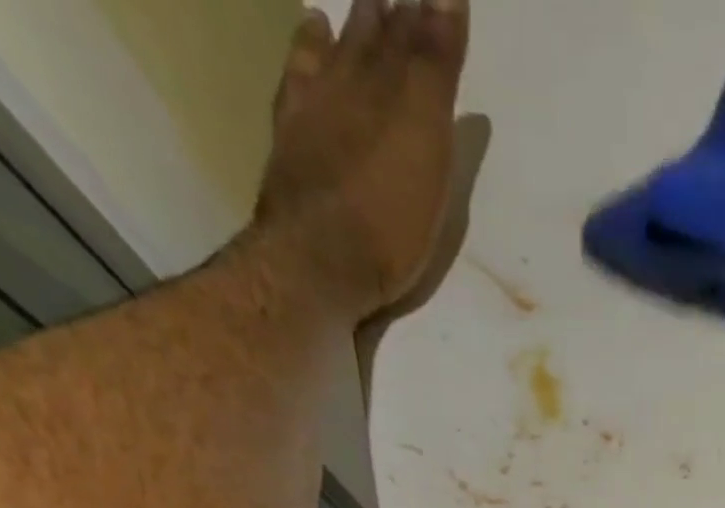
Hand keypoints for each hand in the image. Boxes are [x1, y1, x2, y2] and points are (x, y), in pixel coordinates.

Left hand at [254, 0, 468, 320]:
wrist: (317, 264)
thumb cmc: (387, 217)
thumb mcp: (424, 142)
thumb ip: (433, 69)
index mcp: (391, 93)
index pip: (415, 39)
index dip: (431, 14)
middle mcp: (349, 89)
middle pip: (374, 41)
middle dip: (393, 14)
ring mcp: (315, 114)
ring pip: (336, 55)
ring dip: (352, 29)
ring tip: (360, 5)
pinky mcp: (292, 144)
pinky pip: (298, 82)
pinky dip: (306, 54)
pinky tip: (312, 38)